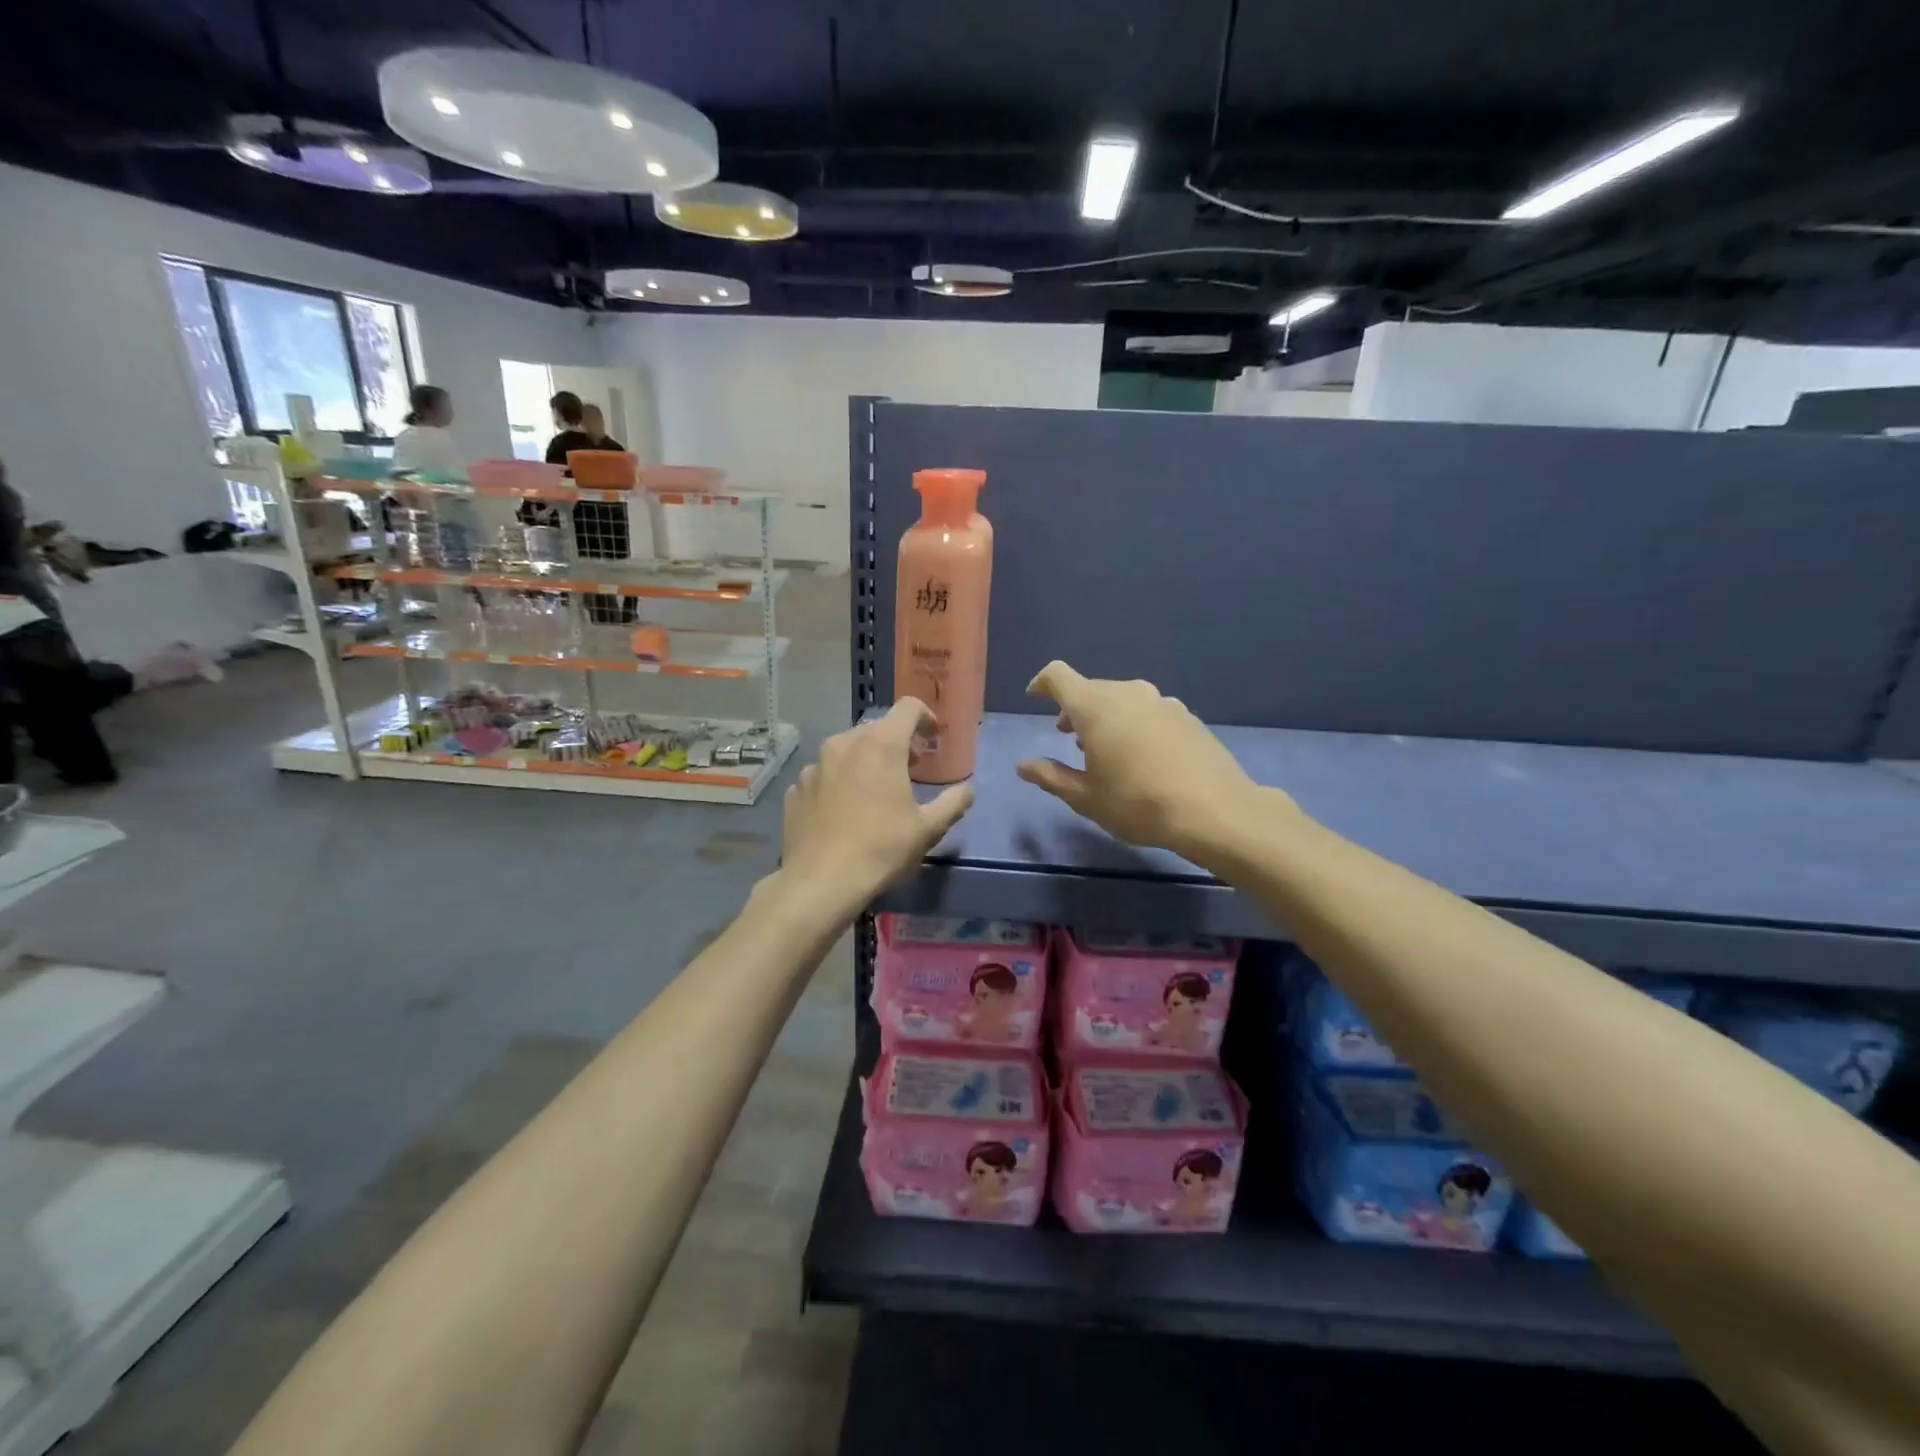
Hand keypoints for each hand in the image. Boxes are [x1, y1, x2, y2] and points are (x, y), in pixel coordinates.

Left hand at [781, 698, 973, 910]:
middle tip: (909, 769)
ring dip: (865, 761)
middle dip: (896, 742)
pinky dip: (839, 781)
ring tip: (875, 791)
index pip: (908, 708)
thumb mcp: (928, 829)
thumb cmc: (882, 848)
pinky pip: (824, 774)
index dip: (925, 717)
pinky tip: (844, 811)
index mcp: (881, 744)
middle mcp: (844, 743)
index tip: (932, 738)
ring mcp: (815, 765)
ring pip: (846, 750)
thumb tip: (967, 790)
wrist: (821, 881)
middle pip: (877, 728)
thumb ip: (953, 802)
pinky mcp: (796, 787)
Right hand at [1016, 662, 1297, 858]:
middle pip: (1091, 688)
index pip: (1058, 676)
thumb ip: (1051, 776)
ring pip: (1121, 699)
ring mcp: (1161, 702)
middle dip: (1074, 708)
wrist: (1215, 811)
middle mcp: (1128, 693)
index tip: (1035, 697)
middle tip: (1068, 739)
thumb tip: (1023, 765)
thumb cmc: (1138, 803)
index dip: (1042, 683)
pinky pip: (1147, 710)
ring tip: (1105, 750)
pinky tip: (1142, 757)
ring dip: (1105, 716)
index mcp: (1095, 707)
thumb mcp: (1086, 797)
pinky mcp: (1186, 715)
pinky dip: (1133, 723)